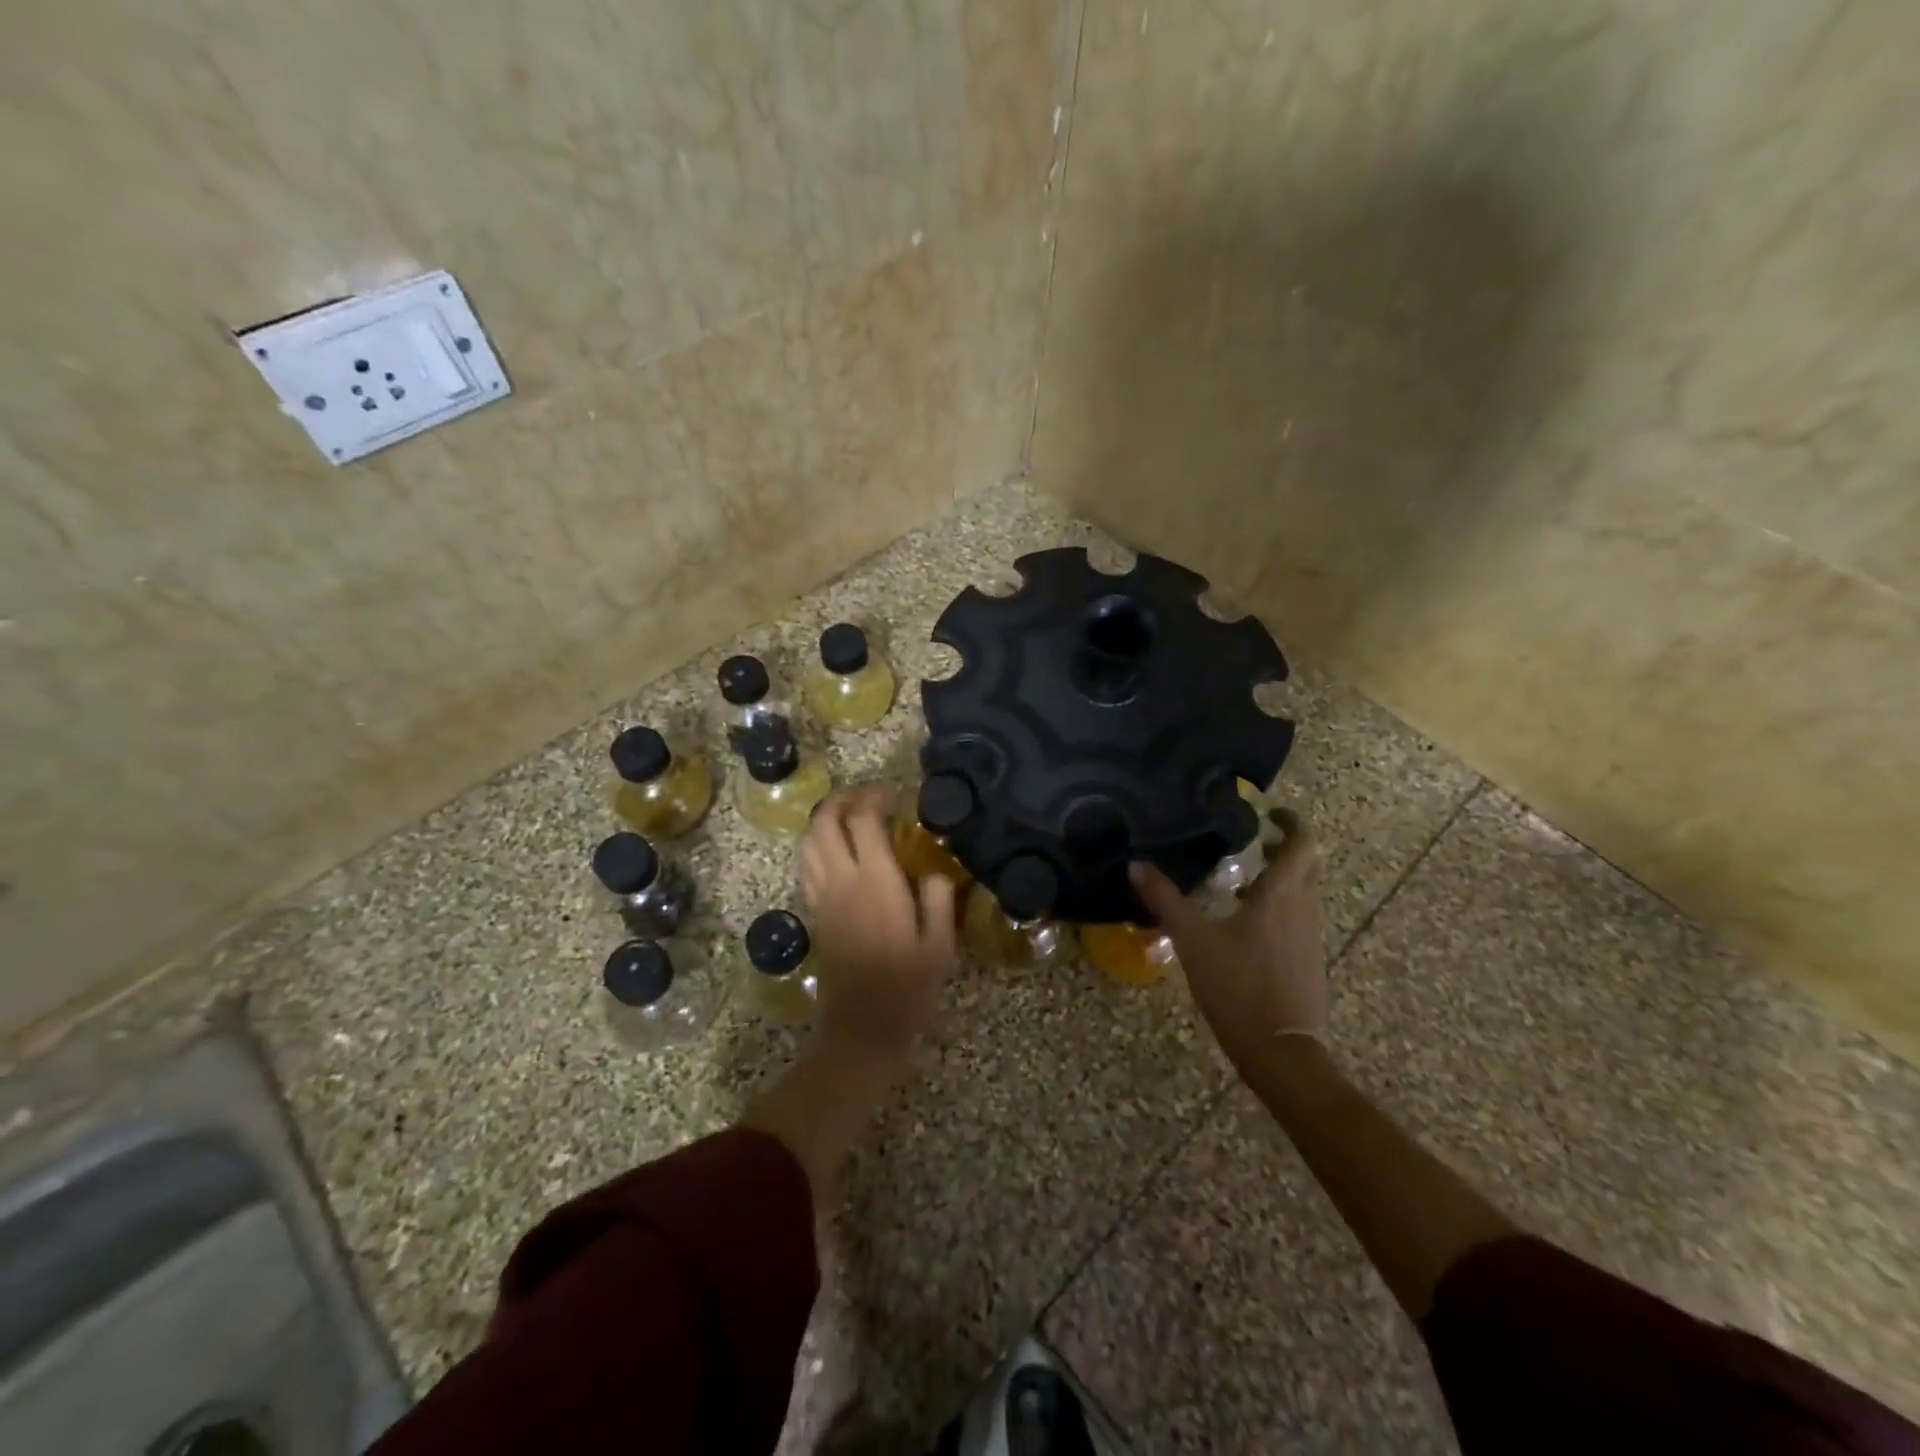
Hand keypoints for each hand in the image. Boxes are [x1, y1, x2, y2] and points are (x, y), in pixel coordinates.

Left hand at [800, 786, 958, 1071]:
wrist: (863, 1028)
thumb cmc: (908, 987)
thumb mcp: (940, 945)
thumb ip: (938, 899)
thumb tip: (933, 871)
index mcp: (875, 881)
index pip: (862, 820)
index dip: (875, 797)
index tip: (895, 796)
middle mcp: (841, 880)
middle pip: (824, 822)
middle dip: (842, 800)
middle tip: (868, 798)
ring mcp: (822, 896)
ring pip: (809, 842)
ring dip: (826, 820)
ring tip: (852, 819)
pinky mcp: (815, 913)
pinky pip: (807, 865)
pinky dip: (817, 846)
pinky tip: (839, 852)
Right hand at [1130, 808, 1328, 1071]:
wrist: (1280, 1050)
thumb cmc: (1237, 985)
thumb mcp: (1192, 939)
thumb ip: (1164, 899)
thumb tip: (1136, 864)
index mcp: (1281, 895)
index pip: (1301, 844)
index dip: (1290, 822)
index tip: (1269, 813)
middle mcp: (1303, 909)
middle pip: (1305, 867)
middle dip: (1284, 850)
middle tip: (1252, 843)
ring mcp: (1310, 938)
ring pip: (1302, 895)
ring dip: (1280, 881)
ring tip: (1239, 882)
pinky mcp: (1308, 963)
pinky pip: (1297, 920)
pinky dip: (1278, 909)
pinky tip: (1245, 926)